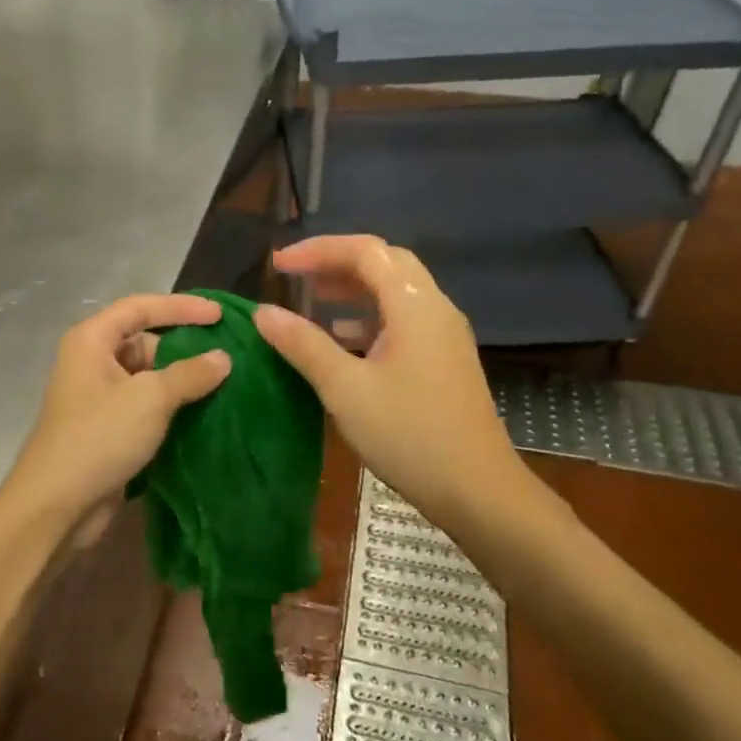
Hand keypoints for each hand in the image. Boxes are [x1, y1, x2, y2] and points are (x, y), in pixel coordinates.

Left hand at [6, 294, 230, 543]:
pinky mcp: (109, 430)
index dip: (181, 307)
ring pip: (149, 378)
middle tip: (229, 356)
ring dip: (183, 381)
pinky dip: (173, 408)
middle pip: (145, 342)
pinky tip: (206, 413)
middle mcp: (92, 363)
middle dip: (185, 348)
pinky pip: (147, 407)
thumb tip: (223, 358)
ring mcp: (100, 398)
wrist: (57, 506)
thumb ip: (190, 374)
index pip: (140, 308)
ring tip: (228, 384)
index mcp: (91, 341)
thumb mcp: (149, 399)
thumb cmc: (99, 438)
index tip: (220, 315)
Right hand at [254, 236, 538, 533]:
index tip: (278, 265)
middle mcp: (435, 309)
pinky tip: (344, 341)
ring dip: (354, 289)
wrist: (477, 490)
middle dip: (338, 263)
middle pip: (386, 263)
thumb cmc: (409, 434)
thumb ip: (303, 345)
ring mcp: (445, 335)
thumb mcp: (345, 389)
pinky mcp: (445, 360)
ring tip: (314, 301)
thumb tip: (264, 312)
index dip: (318, 250)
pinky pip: (404, 320)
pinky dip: (369, 318)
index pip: (365, 252)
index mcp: (414, 305)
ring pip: (396, 292)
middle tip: (297, 277)